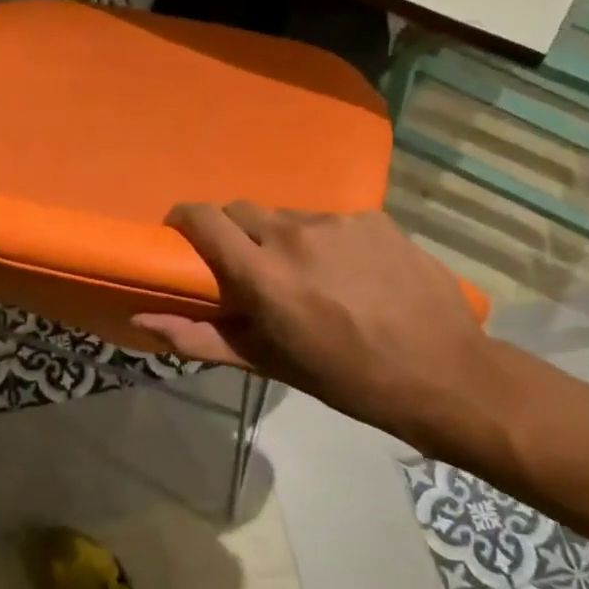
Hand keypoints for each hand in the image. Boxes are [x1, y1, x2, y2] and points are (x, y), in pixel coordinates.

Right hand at [136, 204, 501, 451]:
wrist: (446, 374)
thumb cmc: (347, 378)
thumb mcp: (269, 362)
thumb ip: (200, 337)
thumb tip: (142, 319)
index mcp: (264, 275)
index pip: (204, 219)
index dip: (184, 219)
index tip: (182, 236)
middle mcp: (295, 235)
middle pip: (241, 209)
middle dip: (233, 232)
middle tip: (248, 267)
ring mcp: (338, 222)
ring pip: (286, 215)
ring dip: (281, 237)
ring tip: (308, 275)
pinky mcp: (373, 218)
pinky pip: (329, 219)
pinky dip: (324, 240)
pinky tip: (350, 272)